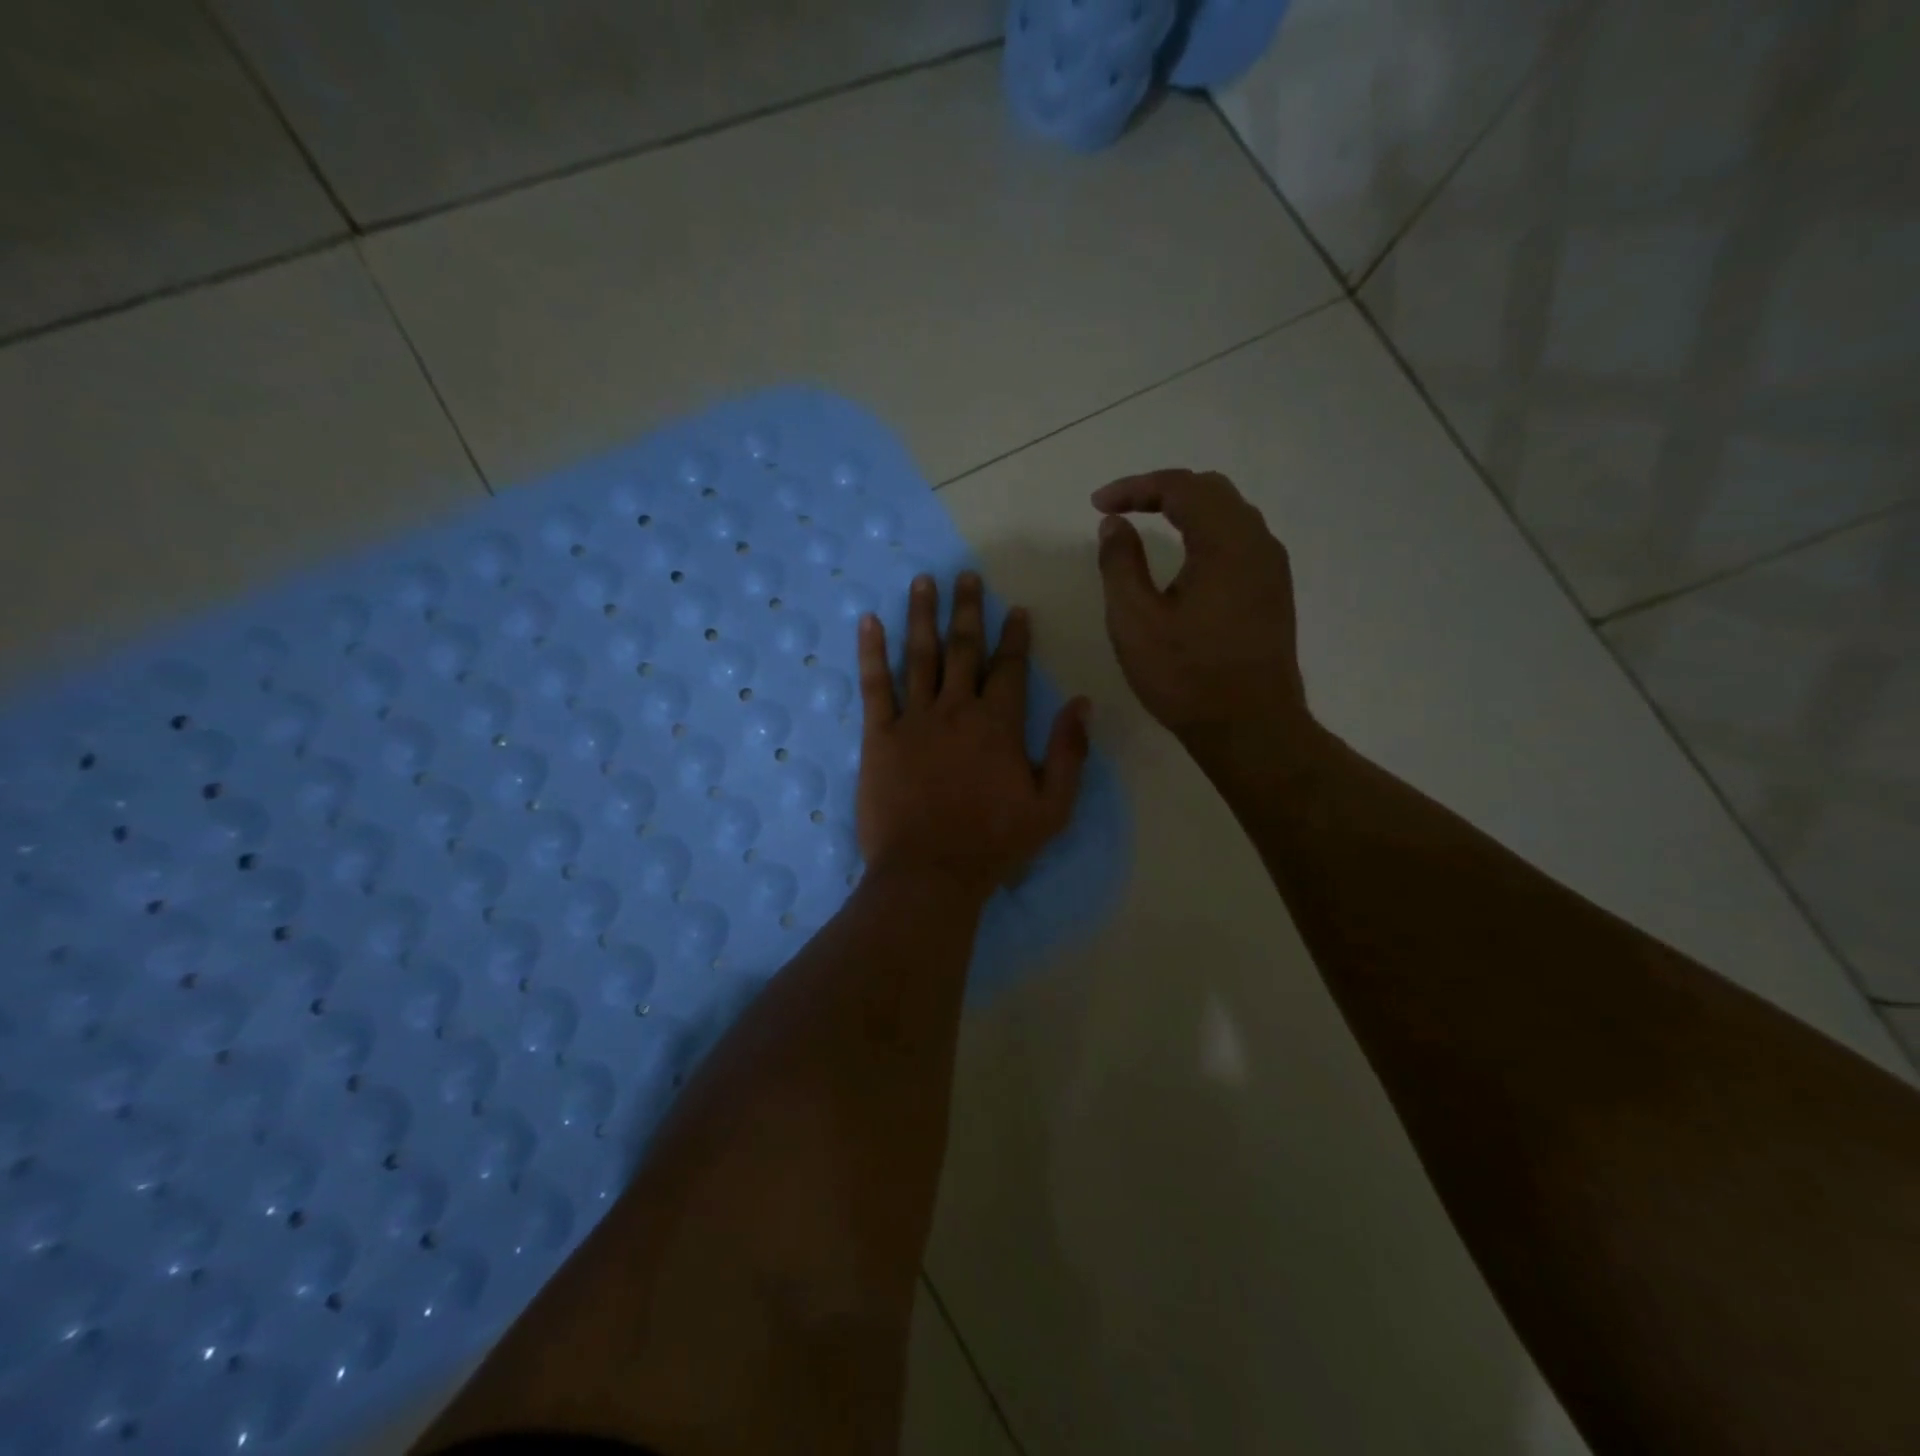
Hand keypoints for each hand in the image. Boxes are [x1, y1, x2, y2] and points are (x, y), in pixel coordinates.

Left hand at [856, 572, 1089, 902]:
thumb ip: (1070, 753)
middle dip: (968, 609)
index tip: (1016, 610)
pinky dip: (871, 651)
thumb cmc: (994, 844)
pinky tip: (868, 621)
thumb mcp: (1052, 807)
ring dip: (922, 615)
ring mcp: (914, 719)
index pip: (1010, 668)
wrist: (930, 873)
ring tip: (923, 581)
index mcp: (999, 724)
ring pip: (920, 655)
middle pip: (964, 649)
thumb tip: (1083, 703)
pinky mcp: (878, 736)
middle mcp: (957, 709)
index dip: (1015, 637)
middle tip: (966, 575)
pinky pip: (874, 685)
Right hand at [1092, 469, 1315, 768]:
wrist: (1250, 728)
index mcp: (1225, 542)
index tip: (1098, 505)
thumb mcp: (1135, 620)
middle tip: (1121, 509)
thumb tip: (1115, 525)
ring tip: (1149, 525)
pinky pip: (1240, 541)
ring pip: (1230, 514)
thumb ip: (1120, 563)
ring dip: (1187, 510)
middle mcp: (1257, 543)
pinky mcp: (1274, 592)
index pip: (1180, 488)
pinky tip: (1185, 559)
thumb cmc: (1186, 676)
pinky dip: (1207, 533)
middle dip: (1162, 491)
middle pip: (1210, 490)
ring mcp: (1272, 568)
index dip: (1134, 487)